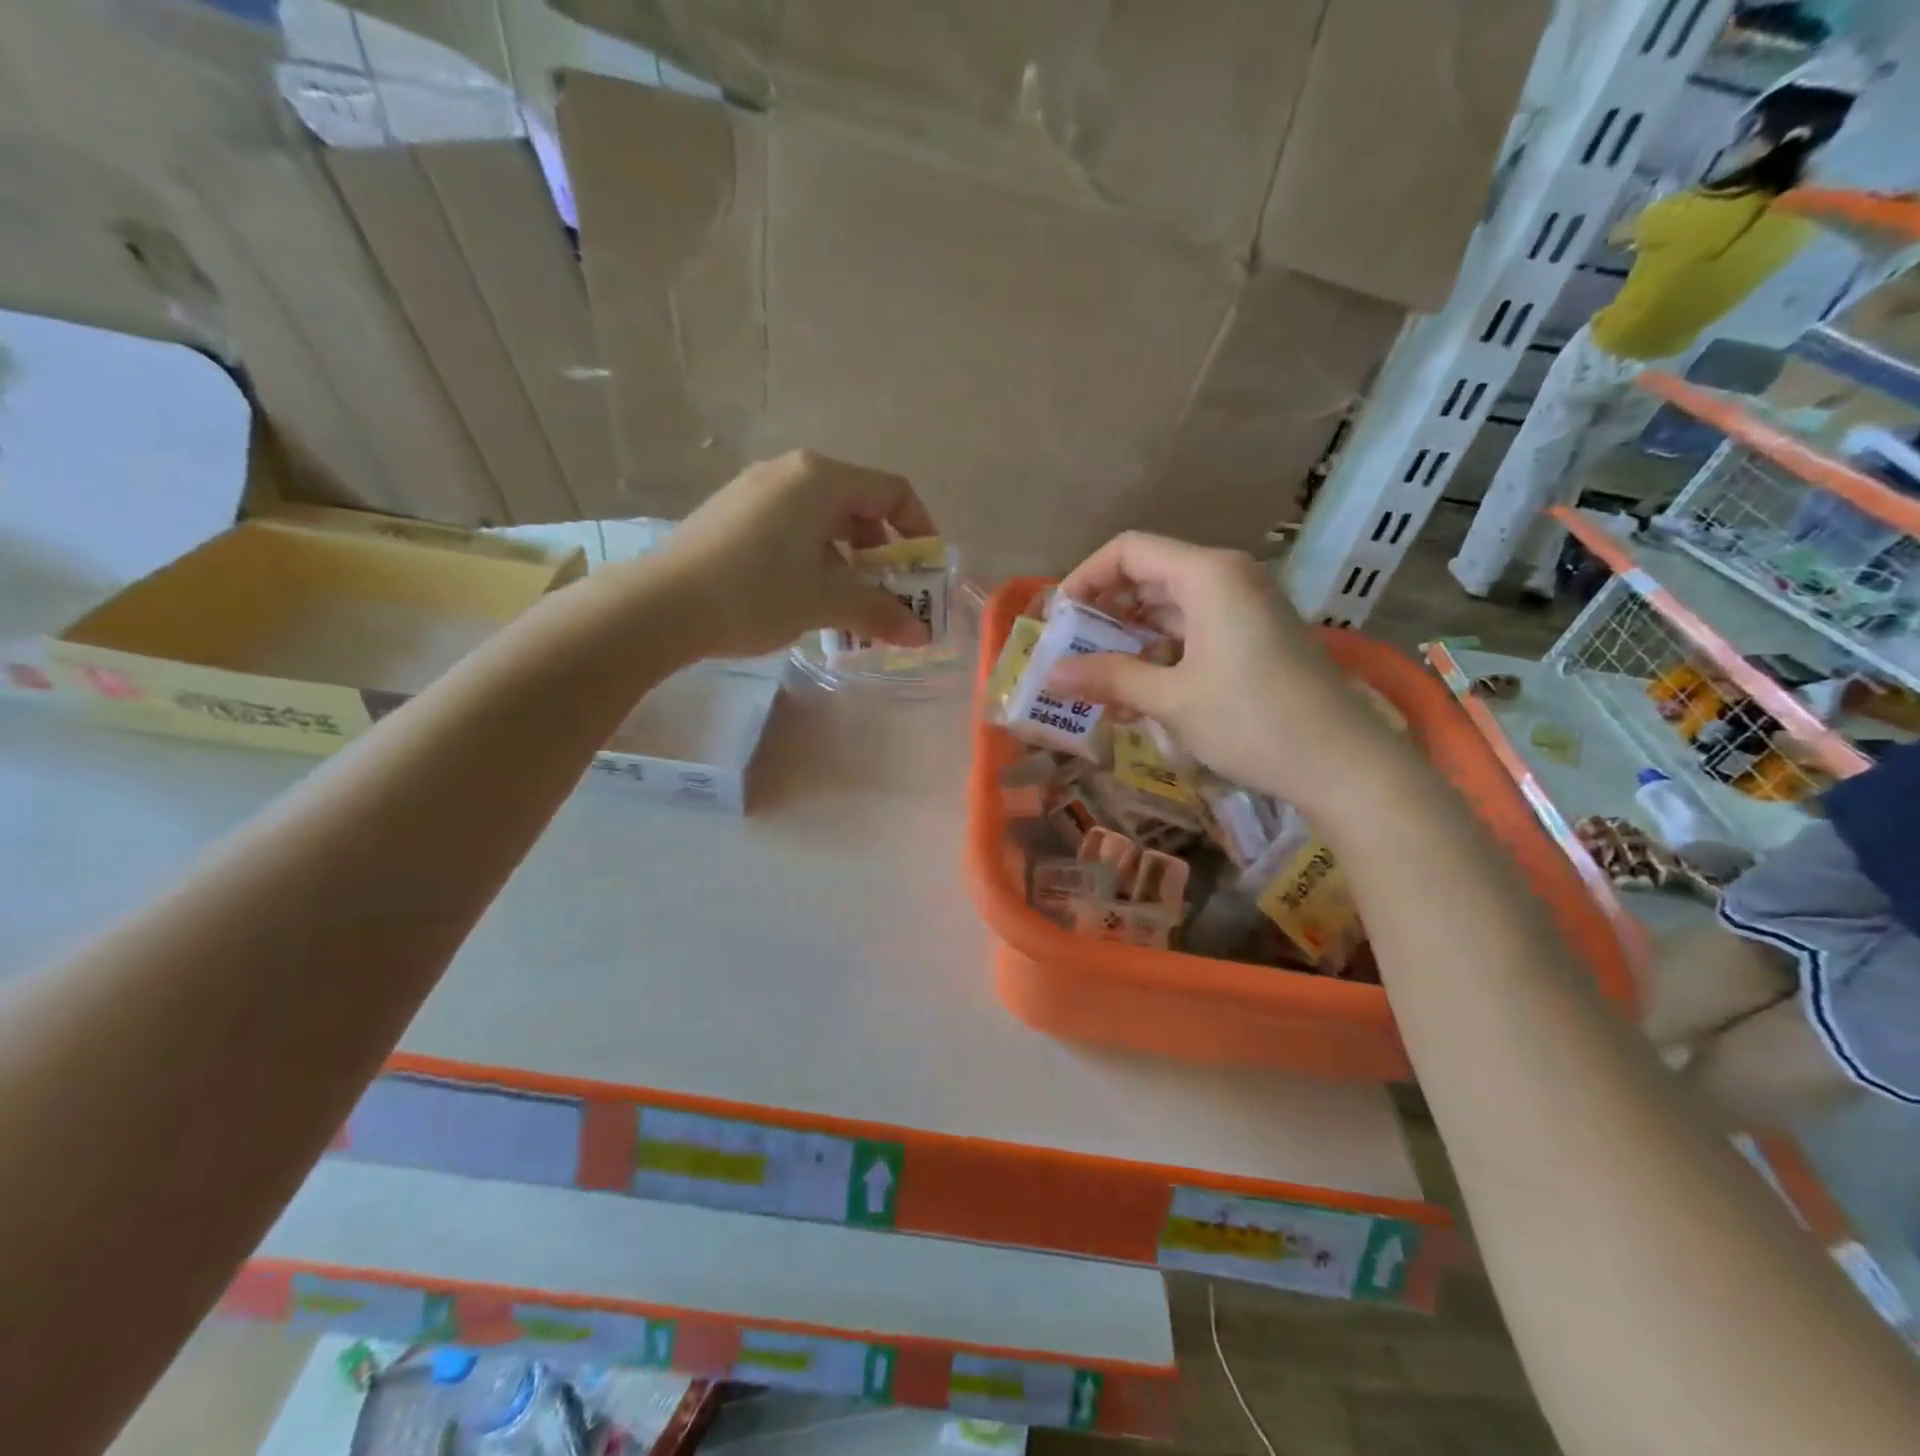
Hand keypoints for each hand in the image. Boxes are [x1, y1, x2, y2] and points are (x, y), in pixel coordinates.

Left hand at [645, 450, 939, 659]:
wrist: (661, 606)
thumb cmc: (756, 592)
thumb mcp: (826, 602)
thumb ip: (879, 612)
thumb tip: (921, 635)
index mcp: (820, 478)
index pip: (893, 490)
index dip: (919, 530)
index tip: (923, 573)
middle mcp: (790, 471)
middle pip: (859, 504)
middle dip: (883, 553)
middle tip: (888, 596)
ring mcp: (757, 490)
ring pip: (824, 520)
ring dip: (849, 562)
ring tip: (850, 606)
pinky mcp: (733, 513)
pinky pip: (793, 528)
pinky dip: (816, 558)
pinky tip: (808, 597)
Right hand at [1047, 532, 1402, 813]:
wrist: (1343, 765)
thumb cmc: (1252, 721)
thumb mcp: (1171, 699)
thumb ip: (1108, 678)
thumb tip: (1050, 675)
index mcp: (1208, 575)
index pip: (1129, 551)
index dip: (1086, 578)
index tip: (1059, 619)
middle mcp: (1228, 578)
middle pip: (1149, 576)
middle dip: (1105, 613)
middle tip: (1072, 652)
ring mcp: (1246, 608)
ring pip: (1171, 608)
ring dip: (1130, 640)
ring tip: (1097, 681)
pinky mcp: (1256, 638)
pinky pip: (1195, 631)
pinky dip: (1161, 654)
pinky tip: (1138, 694)